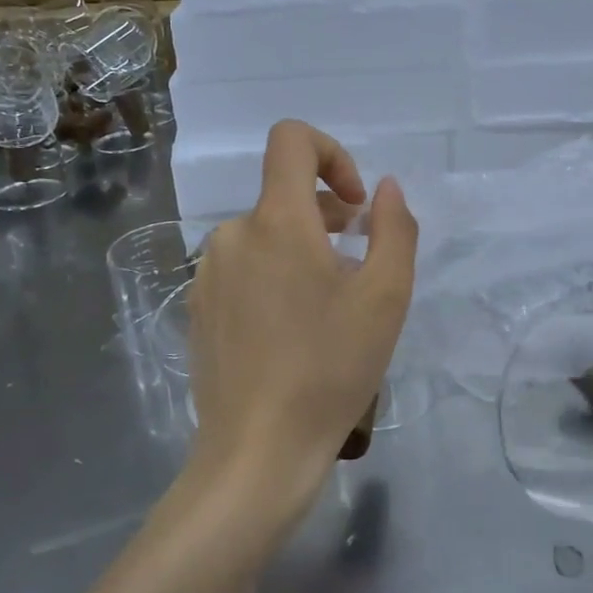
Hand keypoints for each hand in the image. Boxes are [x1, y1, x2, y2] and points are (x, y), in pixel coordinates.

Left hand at [184, 120, 418, 521]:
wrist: (257, 452)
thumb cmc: (330, 369)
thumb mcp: (386, 298)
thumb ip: (394, 228)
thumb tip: (385, 189)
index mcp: (276, 222)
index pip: (291, 140)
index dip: (331, 153)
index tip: (356, 204)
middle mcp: (232, 234)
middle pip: (284, 197)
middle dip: (328, 218)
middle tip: (359, 270)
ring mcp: (208, 273)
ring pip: (265, 236)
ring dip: (303, 252)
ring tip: (329, 308)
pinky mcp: (198, 308)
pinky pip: (243, 269)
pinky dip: (274, 277)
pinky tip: (292, 333)